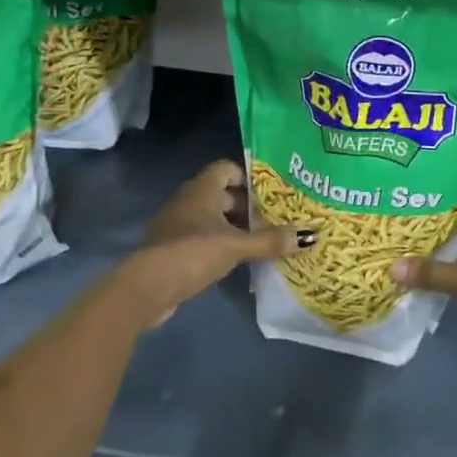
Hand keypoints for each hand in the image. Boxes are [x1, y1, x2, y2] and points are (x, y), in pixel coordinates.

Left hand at [114, 159, 309, 327]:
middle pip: (222, 194)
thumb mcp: (236, 246)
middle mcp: (188, 200)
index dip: (249, 178)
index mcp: (202, 188)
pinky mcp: (171, 249)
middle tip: (274, 218)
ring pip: (212, 218)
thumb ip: (270, 241)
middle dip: (246, 206)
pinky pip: (201, 238)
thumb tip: (309, 236)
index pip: (228, 169)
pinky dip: (218, 245)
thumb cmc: (193, 252)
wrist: (147, 287)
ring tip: (260, 241)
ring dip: (233, 228)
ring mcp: (177, 224)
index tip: (271, 193)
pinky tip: (236, 262)